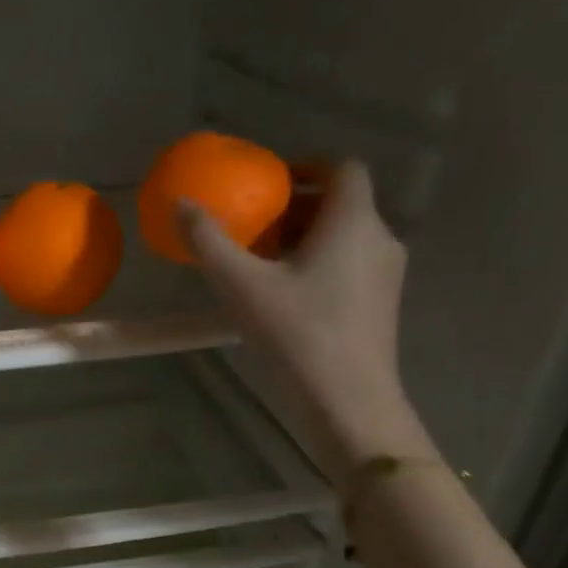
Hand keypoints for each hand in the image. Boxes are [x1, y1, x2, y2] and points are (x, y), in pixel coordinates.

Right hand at [181, 159, 429, 480]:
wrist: (347, 400)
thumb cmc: (297, 334)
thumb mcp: (242, 286)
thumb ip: (209, 241)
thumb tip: (181, 203)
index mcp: (352, 221)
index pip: (340, 168)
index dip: (305, 168)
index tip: (268, 186)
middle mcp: (379, 238)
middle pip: (341, 204)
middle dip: (296, 209)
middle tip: (254, 229)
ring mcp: (386, 275)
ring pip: (346, 238)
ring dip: (306, 240)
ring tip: (263, 266)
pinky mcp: (381, 306)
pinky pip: (351, 267)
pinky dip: (320, 266)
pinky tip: (287, 299)